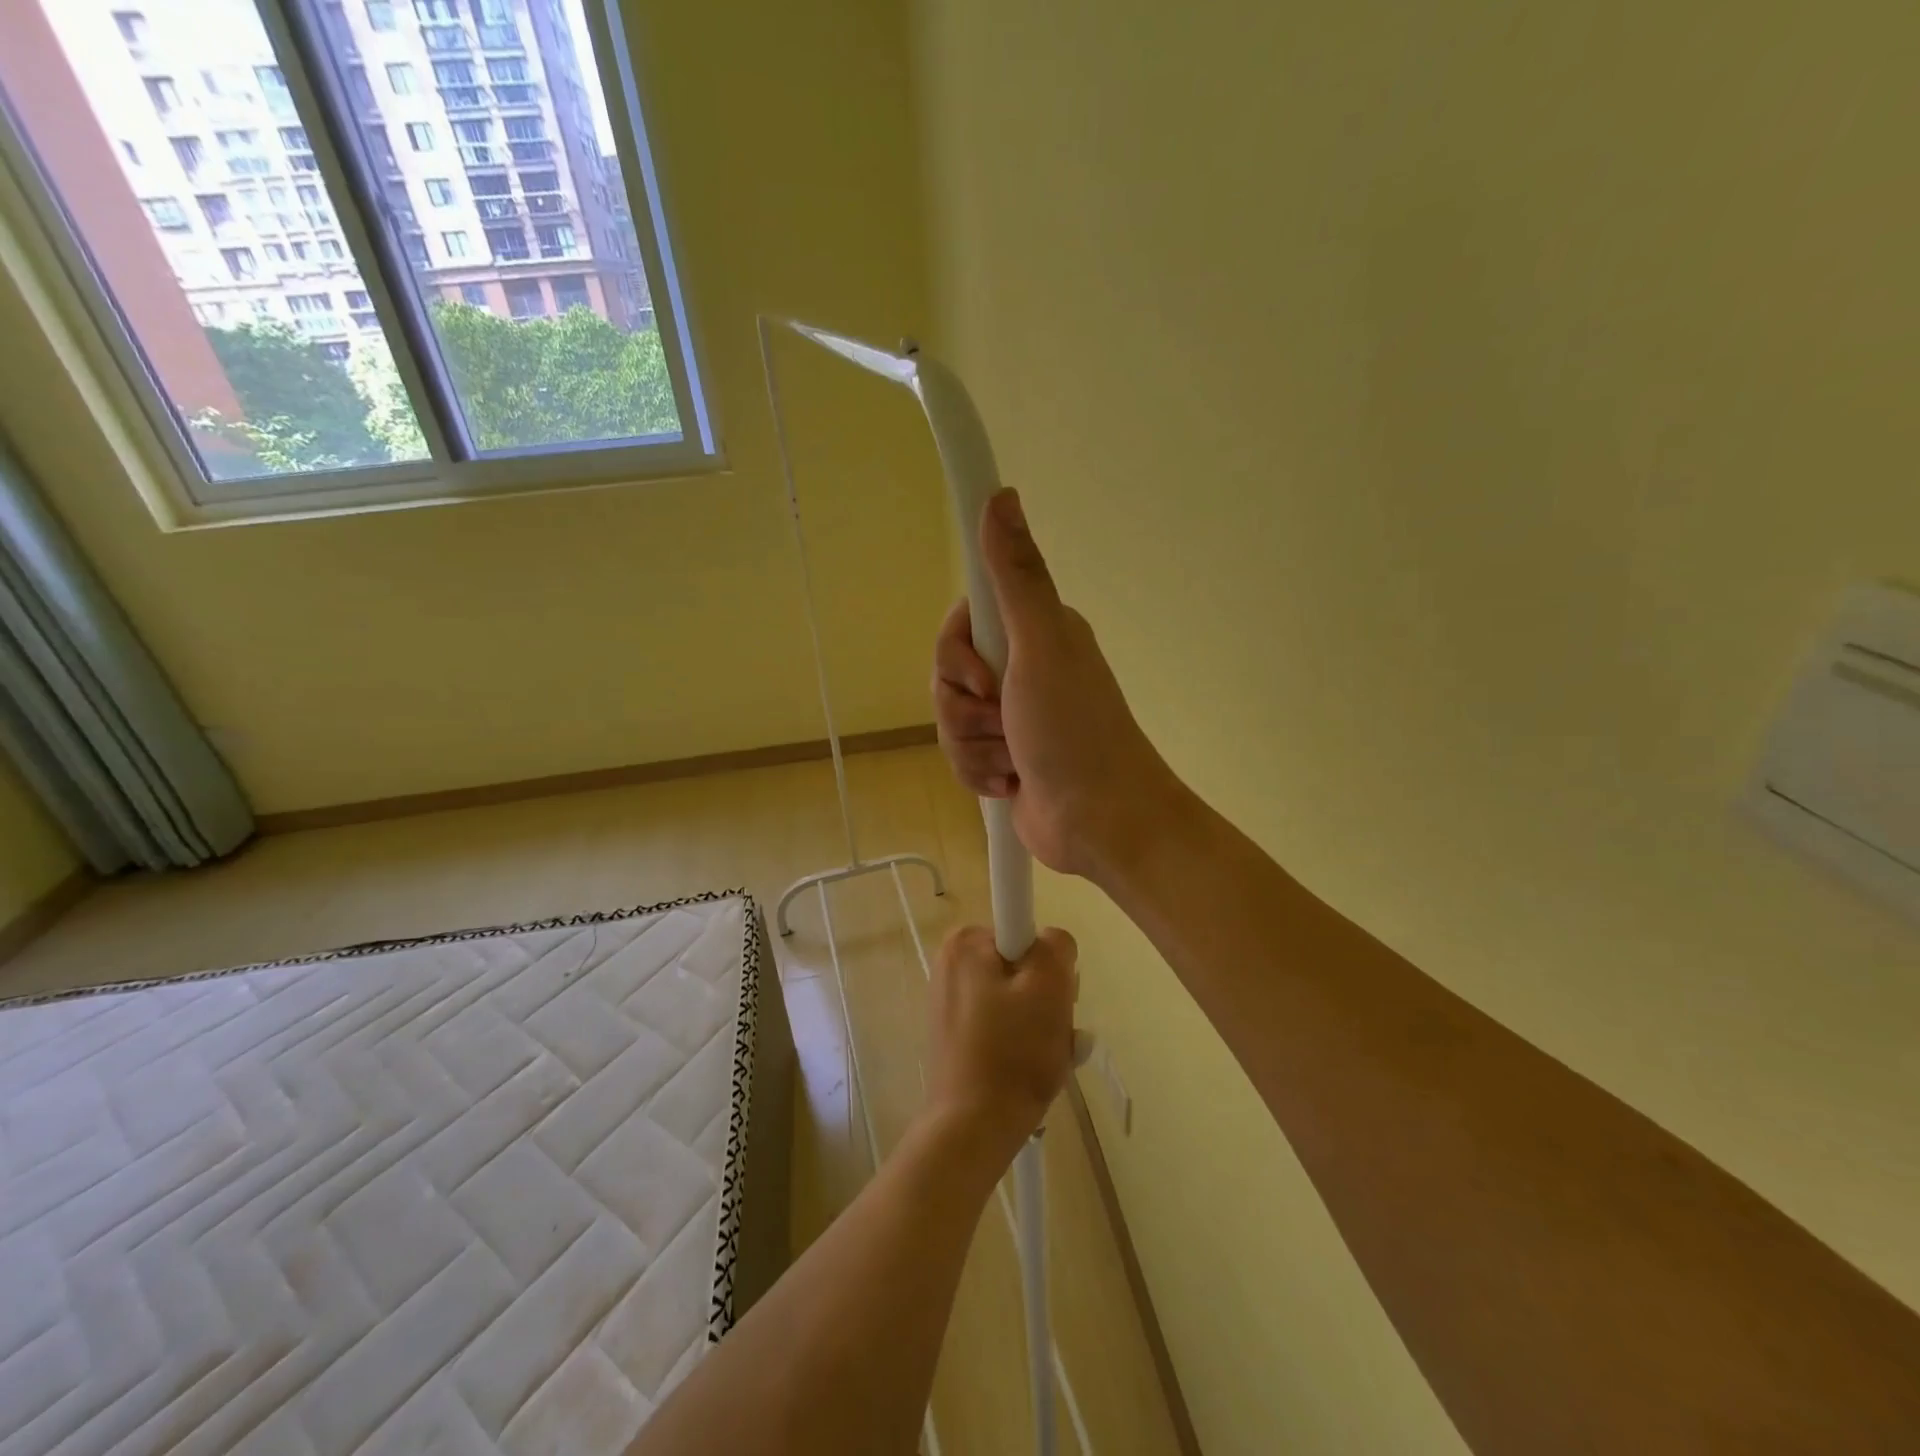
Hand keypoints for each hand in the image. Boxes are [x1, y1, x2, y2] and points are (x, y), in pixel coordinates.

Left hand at [924, 924, 1077, 1164]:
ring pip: (1017, 996)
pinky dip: (1022, 1039)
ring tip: (1044, 1055)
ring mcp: (950, 999)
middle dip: (1047, 996)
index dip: (1047, 962)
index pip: (1027, 929)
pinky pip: (1002, 1021)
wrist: (972, 1128)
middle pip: (1023, 963)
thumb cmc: (1013, 1053)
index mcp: (965, 942)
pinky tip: (1028, 1068)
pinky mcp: (955, 1032)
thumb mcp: (1051, 986)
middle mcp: (951, 962)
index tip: (1050, 996)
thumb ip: (1056, 945)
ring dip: (1041, 1022)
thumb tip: (1050, 942)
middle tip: (1053, 1030)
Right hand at [933, 488, 1184, 880]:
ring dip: (974, 746)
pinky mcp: (1005, 758)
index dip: (958, 651)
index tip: (984, 673)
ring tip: (1012, 760)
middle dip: (965, 708)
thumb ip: (1017, 576)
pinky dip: (980, 773)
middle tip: (1004, 720)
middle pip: (948, 675)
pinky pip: (962, 756)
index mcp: (1033, 633)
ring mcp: (1013, 718)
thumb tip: (1002, 495)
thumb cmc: (1075, 731)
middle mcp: (1022, 669)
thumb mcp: (1042, 645)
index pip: (961, 622)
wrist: (1101, 823)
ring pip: (952, 719)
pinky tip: (1009, 783)